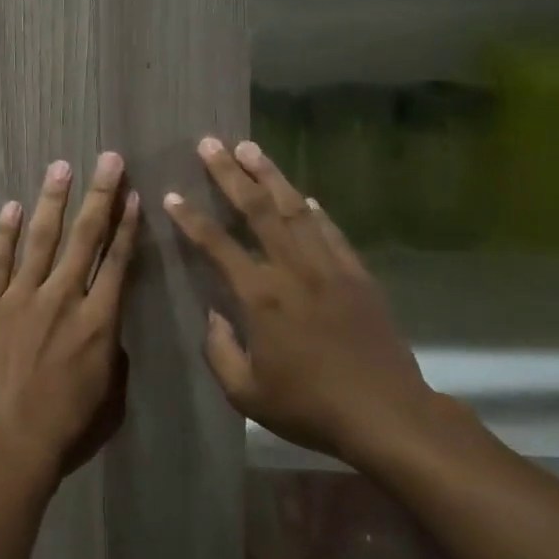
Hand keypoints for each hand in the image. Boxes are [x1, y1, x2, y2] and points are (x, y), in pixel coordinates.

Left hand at [0, 152, 140, 491]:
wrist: (3, 444)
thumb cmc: (62, 432)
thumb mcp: (109, 401)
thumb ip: (113, 359)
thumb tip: (108, 332)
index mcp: (100, 322)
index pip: (118, 262)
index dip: (127, 226)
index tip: (133, 195)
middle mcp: (64, 298)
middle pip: (85, 237)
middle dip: (100, 194)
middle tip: (108, 159)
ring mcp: (22, 297)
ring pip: (42, 237)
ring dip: (54, 199)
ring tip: (62, 166)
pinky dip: (6, 230)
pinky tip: (13, 204)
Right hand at [163, 137, 433, 472]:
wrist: (387, 415)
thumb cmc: (310, 407)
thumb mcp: (247, 394)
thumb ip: (220, 350)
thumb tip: (213, 315)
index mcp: (261, 297)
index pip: (217, 245)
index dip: (191, 218)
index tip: (172, 195)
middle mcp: (293, 270)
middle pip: (258, 209)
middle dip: (230, 174)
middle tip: (211, 143)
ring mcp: (329, 267)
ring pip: (295, 209)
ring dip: (271, 176)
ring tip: (250, 148)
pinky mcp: (357, 275)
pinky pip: (331, 232)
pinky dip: (314, 210)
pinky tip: (303, 196)